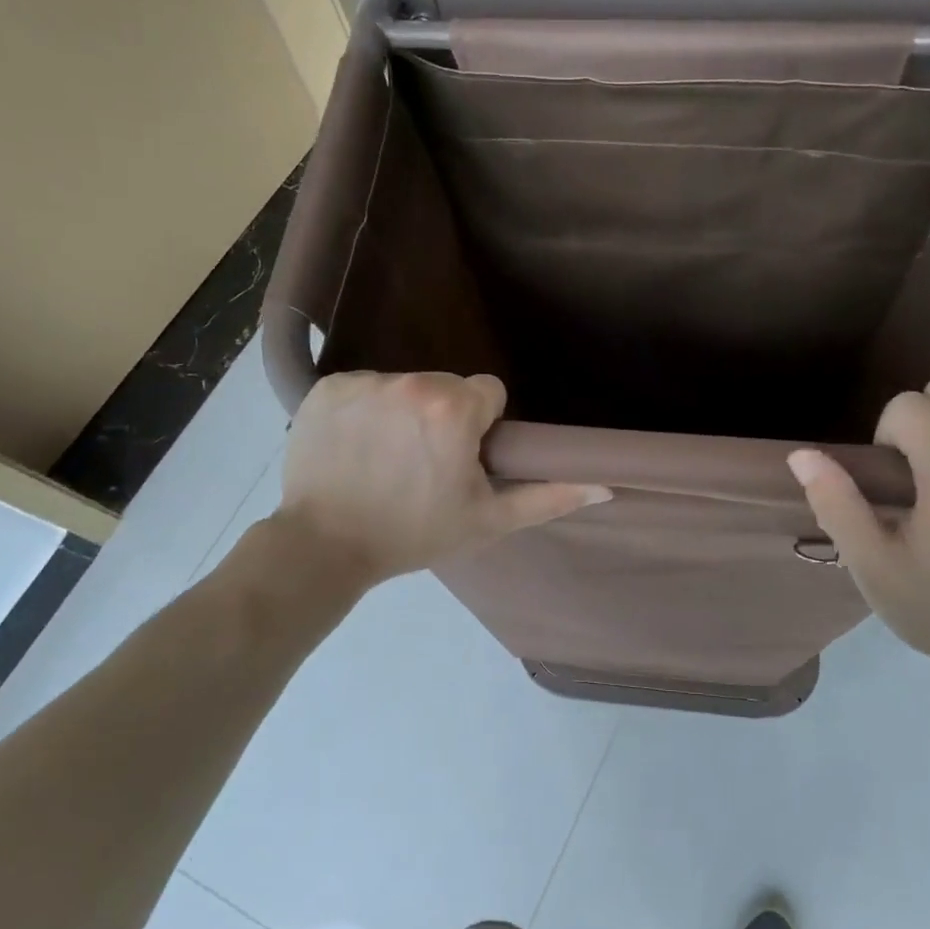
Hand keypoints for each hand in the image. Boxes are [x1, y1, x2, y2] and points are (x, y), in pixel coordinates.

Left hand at [277, 371, 609, 586]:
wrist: (324, 546)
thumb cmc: (414, 533)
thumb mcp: (488, 520)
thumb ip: (549, 496)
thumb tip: (606, 485)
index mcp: (454, 409)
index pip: (488, 391)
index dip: (481, 426)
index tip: (462, 458)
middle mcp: (410, 382)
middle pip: (446, 386)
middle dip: (444, 416)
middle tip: (425, 463)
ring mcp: (363, 383)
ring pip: (404, 386)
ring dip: (404, 412)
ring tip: (387, 458)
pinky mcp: (325, 389)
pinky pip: (363, 388)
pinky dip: (363, 411)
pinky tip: (356, 448)